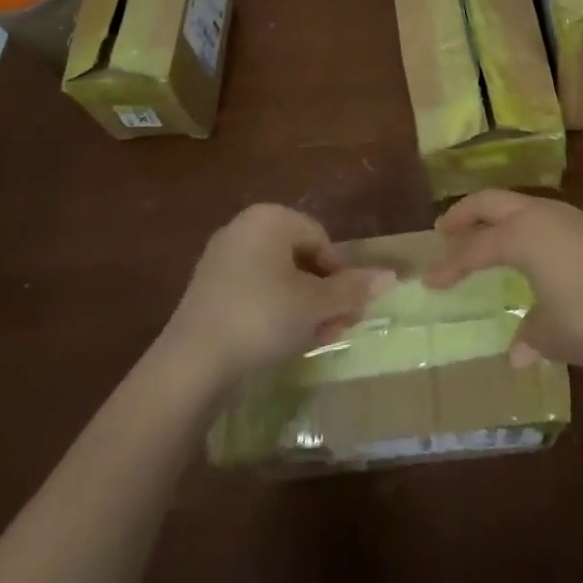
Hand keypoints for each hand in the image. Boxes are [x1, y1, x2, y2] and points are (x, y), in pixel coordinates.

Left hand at [160, 205, 393, 385]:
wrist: (191, 365)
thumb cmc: (262, 319)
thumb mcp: (315, 305)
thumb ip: (353, 289)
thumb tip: (392, 276)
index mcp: (269, 218)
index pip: (321, 239)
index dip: (339, 275)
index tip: (346, 310)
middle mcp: (243, 227)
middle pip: (299, 258)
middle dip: (322, 294)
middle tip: (333, 328)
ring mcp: (221, 258)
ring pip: (277, 278)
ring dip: (301, 307)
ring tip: (311, 341)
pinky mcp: (206, 289)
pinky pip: (252, 292)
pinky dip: (272, 312)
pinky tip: (279, 343)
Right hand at [427, 190, 582, 372]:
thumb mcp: (555, 335)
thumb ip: (531, 337)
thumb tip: (517, 352)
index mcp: (523, 236)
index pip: (476, 249)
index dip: (451, 266)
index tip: (429, 280)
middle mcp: (542, 217)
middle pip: (494, 202)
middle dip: (466, 213)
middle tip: (444, 228)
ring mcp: (571, 218)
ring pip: (522, 205)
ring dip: (498, 217)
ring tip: (485, 235)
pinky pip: (545, 218)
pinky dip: (525, 228)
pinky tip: (532, 251)